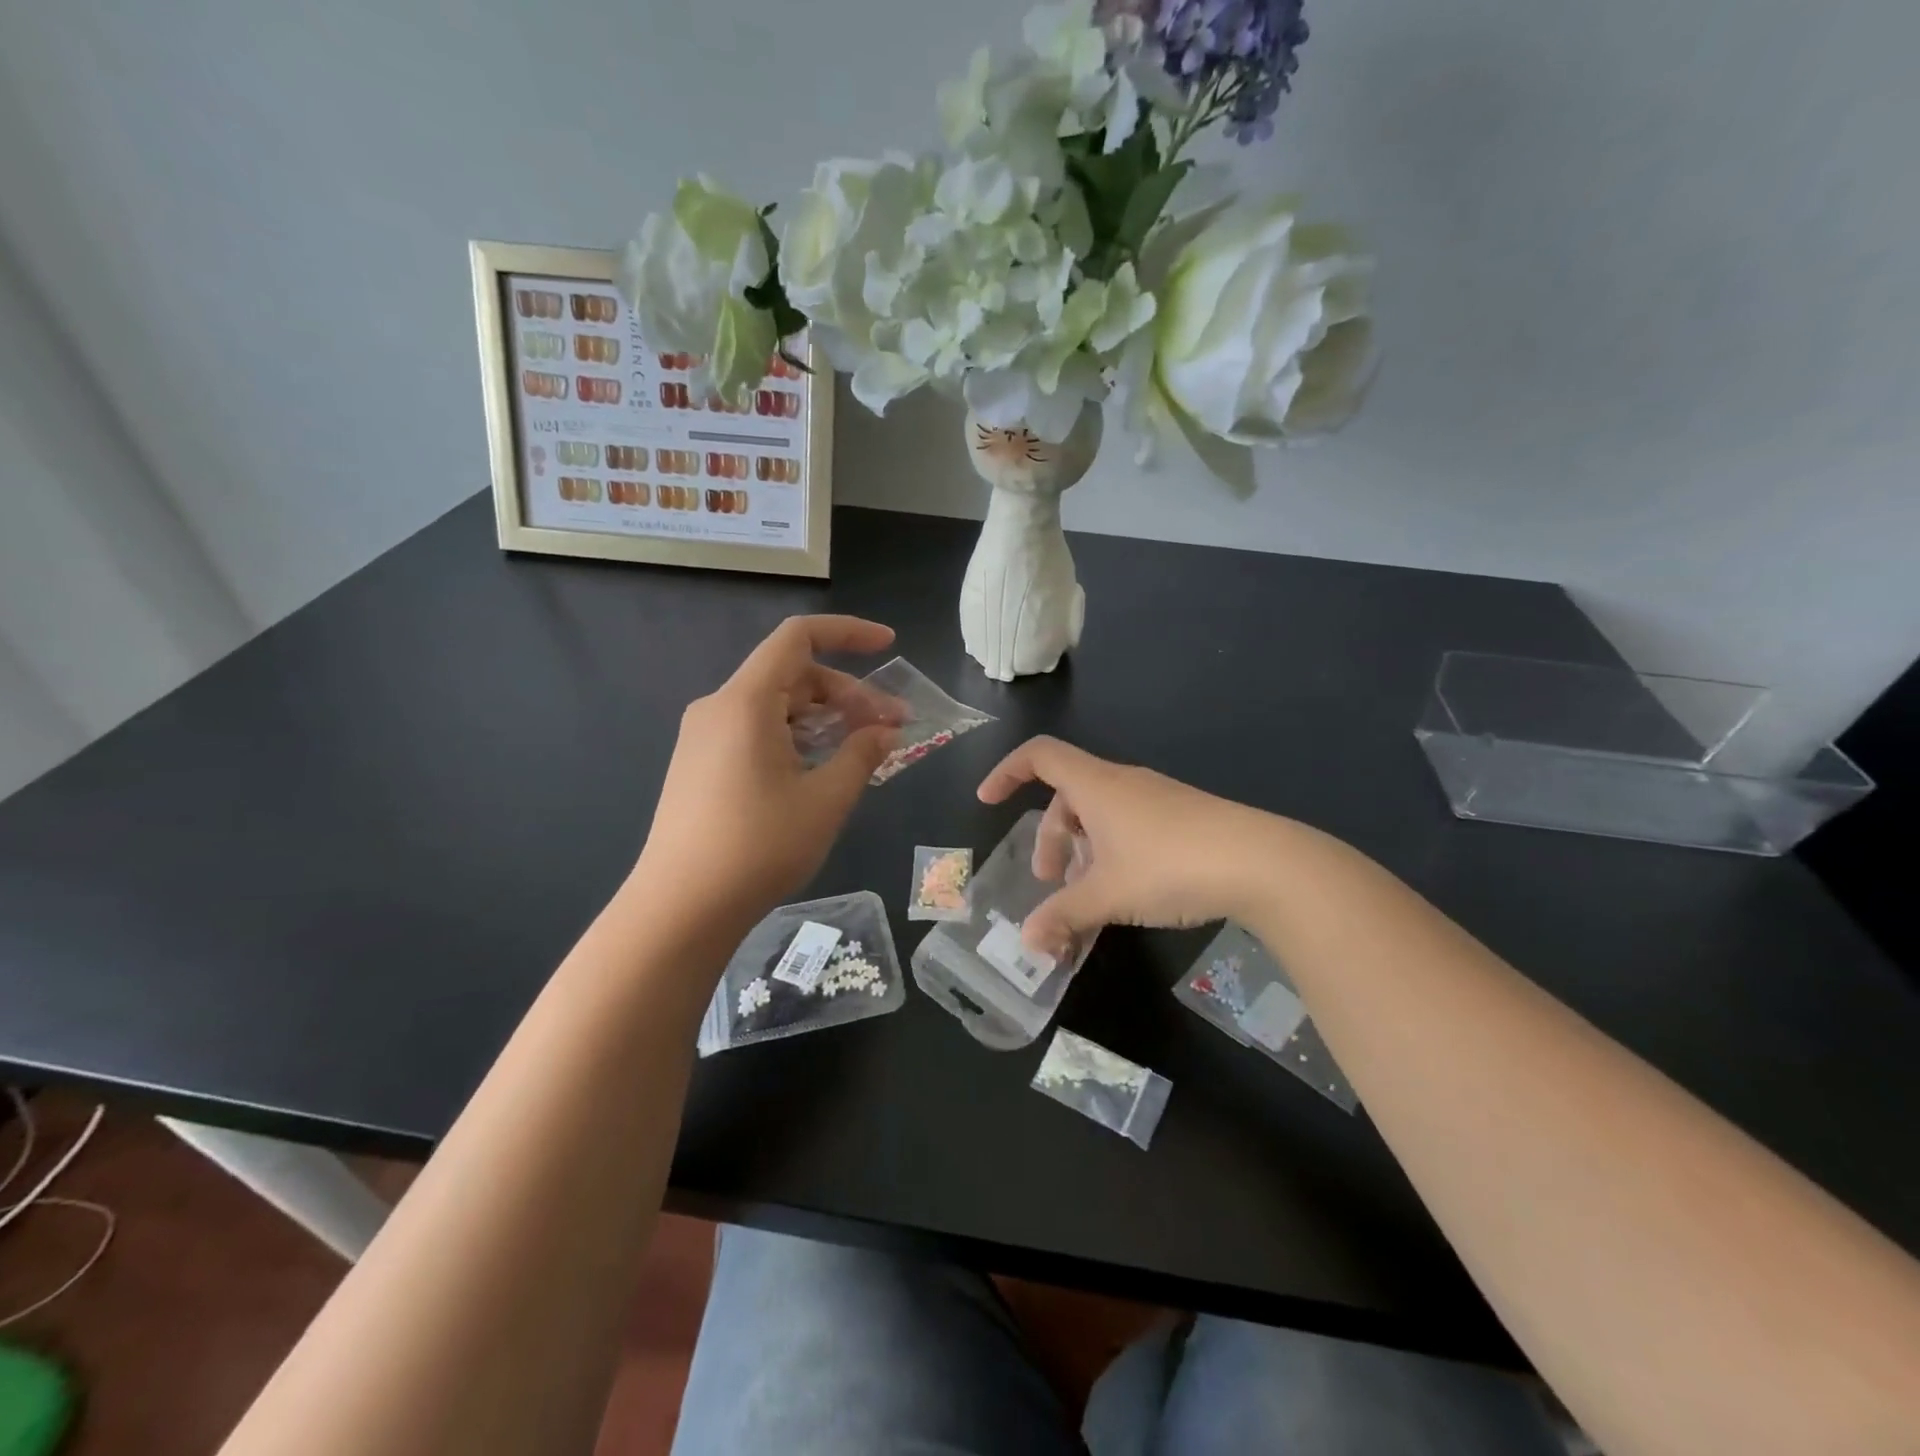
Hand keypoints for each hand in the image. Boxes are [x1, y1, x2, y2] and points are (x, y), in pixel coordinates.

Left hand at [634, 616, 900, 926]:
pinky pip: (756, 731)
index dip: (848, 633)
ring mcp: (704, 737)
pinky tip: (822, 769)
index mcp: (745, 702)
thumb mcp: (825, 799)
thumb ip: (861, 754)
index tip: (889, 646)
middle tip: (892, 728)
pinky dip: (796, 737)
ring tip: (863, 750)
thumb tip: (886, 731)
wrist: (680, 908)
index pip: (798, 638)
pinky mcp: (700, 764)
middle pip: (792, 676)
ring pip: (776, 707)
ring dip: (824, 719)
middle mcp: (719, 707)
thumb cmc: (759, 847)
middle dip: (847, 694)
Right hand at [977, 736, 1286, 959]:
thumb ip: (1063, 916)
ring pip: (1099, 817)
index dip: (1006, 772)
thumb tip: (1027, 942)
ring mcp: (1155, 799)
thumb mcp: (1108, 895)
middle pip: (1067, 797)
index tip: (987, 801)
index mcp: (1096, 785)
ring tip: (1087, 898)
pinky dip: (1111, 855)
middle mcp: (1122, 783)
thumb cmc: (1170, 865)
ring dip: (1081, 853)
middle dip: (1050, 840)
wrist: (1262, 862)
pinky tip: (1125, 894)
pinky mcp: (1181, 818)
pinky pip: (1128, 828)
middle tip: (1049, 884)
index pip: (1039, 756)